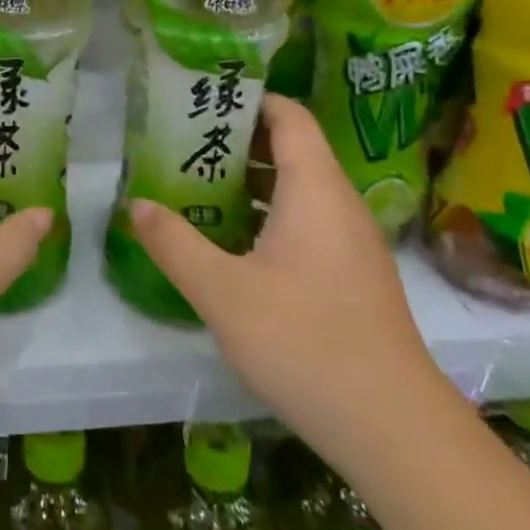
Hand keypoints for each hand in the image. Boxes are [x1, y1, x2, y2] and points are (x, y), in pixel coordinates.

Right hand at [129, 95, 441, 450]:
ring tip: (197, 188)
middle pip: (292, 149)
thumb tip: (135, 205)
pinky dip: (269, 216)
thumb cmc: (305, 343)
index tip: (202, 100)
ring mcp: (352, 244)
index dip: (249, 99)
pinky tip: (233, 245)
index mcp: (315, 190)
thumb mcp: (222, 292)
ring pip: (299, 190)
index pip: (288, 116)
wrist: (394, 430)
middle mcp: (340, 205)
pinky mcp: (354, 277)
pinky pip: (308, 223)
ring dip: (250, 182)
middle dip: (237, 142)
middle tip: (183, 146)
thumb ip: (174, 243)